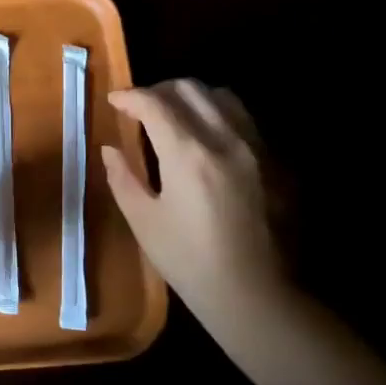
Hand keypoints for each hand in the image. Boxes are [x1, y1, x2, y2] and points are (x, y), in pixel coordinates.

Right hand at [102, 81, 289, 326]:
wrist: (255, 295)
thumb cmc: (189, 261)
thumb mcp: (143, 221)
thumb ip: (122, 178)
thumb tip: (110, 149)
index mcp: (188, 154)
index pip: (154, 103)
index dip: (129, 97)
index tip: (114, 101)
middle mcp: (225, 139)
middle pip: (190, 89)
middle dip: (159, 90)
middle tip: (141, 108)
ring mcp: (256, 148)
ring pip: (222, 96)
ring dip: (192, 98)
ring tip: (176, 116)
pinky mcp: (276, 162)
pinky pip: (244, 120)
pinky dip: (219, 116)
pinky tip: (207, 141)